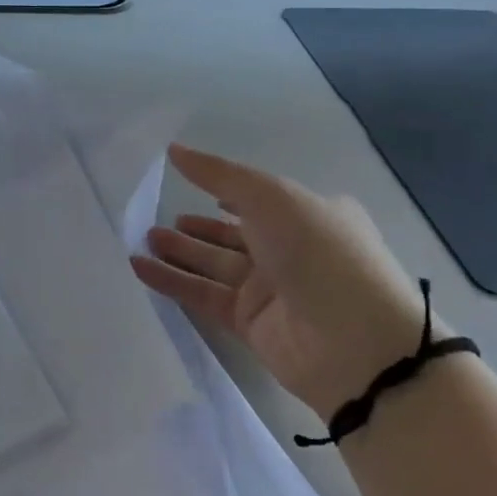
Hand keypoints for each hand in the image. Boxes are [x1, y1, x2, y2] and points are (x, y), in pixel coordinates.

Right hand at [131, 145, 429, 419]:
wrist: (357, 345)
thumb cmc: (319, 252)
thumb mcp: (270, 197)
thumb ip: (218, 174)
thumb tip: (173, 150)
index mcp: (308, 214)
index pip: (259, 198)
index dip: (225, 190)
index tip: (188, 184)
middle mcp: (290, 250)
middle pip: (231, 233)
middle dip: (194, 226)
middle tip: (152, 217)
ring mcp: (271, 290)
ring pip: (213, 264)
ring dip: (178, 251)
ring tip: (141, 237)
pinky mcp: (251, 324)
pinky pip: (204, 295)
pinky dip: (172, 281)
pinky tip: (139, 267)